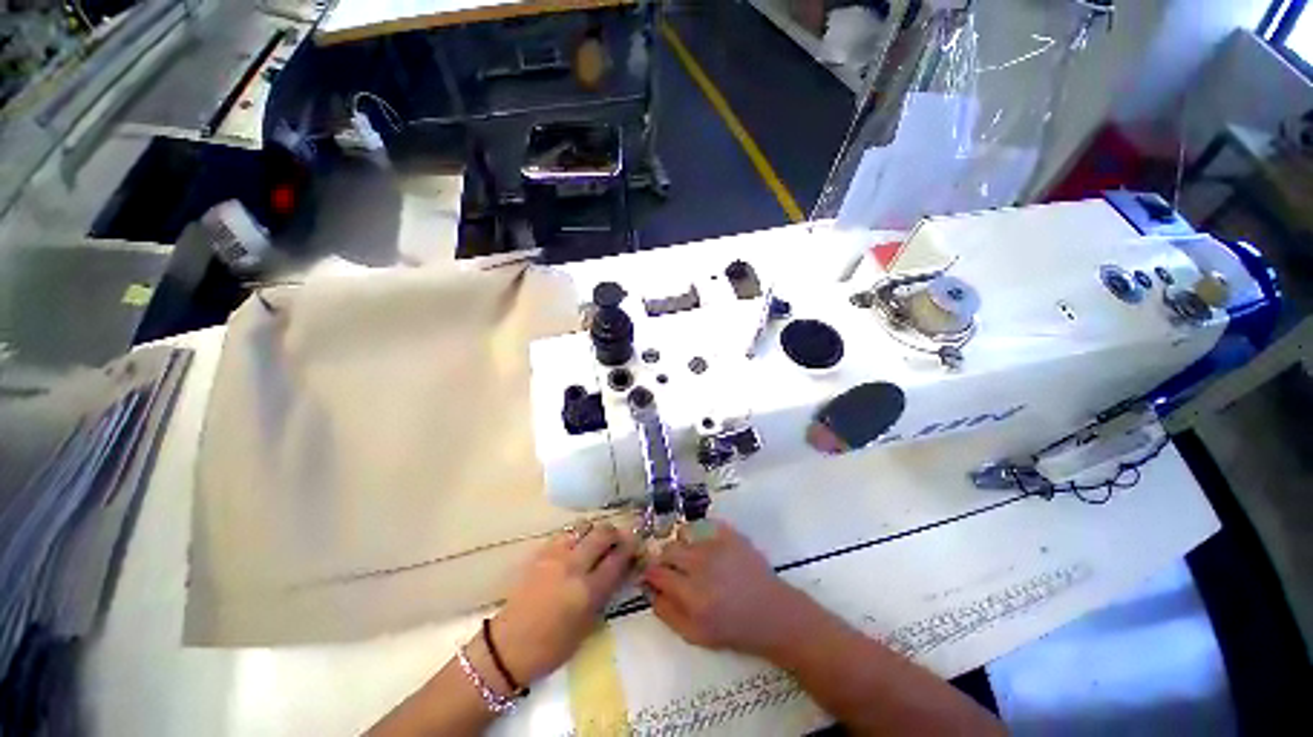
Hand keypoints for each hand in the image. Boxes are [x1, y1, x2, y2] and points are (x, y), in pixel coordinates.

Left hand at [488, 520, 637, 685]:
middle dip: (616, 533)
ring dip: (595, 531)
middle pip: (603, 533)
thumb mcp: (587, 626)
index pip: (618, 558)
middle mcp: (573, 566)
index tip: (637, 547)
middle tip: (619, 541)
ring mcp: (555, 556)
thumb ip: (605, 593)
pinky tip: (577, 546)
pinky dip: (577, 535)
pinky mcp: (541, 552)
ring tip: (597, 542)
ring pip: (584, 527)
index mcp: (587, 591)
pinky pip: (565, 533)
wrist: (507, 647)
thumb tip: (621, 570)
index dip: (631, 549)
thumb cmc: (551, 647)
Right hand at [643, 521, 810, 657]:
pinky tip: (707, 549)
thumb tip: (648, 590)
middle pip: (668, 550)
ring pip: (684, 536)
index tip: (651, 576)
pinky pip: (704, 526)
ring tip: (691, 558)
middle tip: (672, 568)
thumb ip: (666, 612)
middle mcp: (701, 565)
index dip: (649, 573)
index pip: (657, 572)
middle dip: (664, 559)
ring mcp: (717, 546)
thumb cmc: (734, 630)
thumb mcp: (695, 635)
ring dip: (682, 547)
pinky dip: (700, 536)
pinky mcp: (730, 534)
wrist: (773, 614)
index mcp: (691, 594)